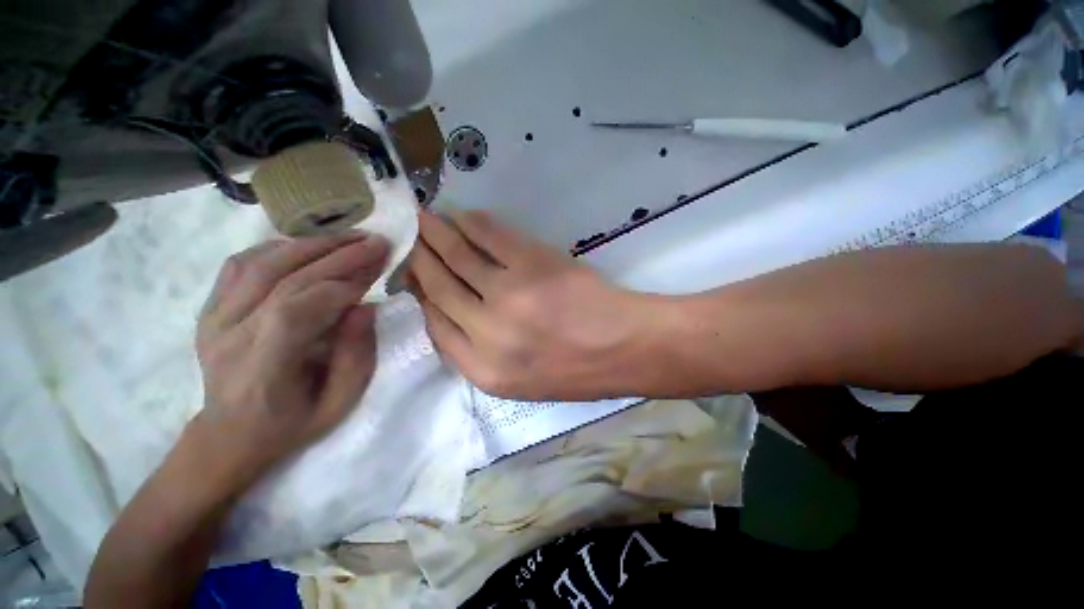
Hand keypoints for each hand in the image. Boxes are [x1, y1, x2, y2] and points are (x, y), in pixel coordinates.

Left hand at [193, 233, 388, 486]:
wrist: (230, 435)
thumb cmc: (292, 424)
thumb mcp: (339, 403)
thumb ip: (356, 356)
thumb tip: (366, 307)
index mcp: (263, 367)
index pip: (299, 309)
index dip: (344, 285)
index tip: (379, 269)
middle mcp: (230, 335)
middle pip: (284, 278)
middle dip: (337, 255)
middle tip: (375, 241)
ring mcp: (214, 318)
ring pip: (260, 263)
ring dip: (310, 245)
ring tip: (349, 237)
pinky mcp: (209, 308)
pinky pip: (240, 265)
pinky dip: (278, 248)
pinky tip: (307, 247)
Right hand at [409, 210, 657, 399]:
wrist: (627, 349)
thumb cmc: (578, 370)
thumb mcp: (523, 381)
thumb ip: (481, 354)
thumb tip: (451, 313)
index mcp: (484, 371)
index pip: (436, 326)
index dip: (422, 296)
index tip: (416, 276)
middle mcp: (488, 334)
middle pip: (439, 288)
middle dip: (420, 258)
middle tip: (409, 237)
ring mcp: (510, 295)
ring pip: (458, 257)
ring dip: (438, 233)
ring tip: (425, 219)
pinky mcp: (534, 265)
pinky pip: (492, 237)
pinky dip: (473, 223)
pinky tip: (461, 216)